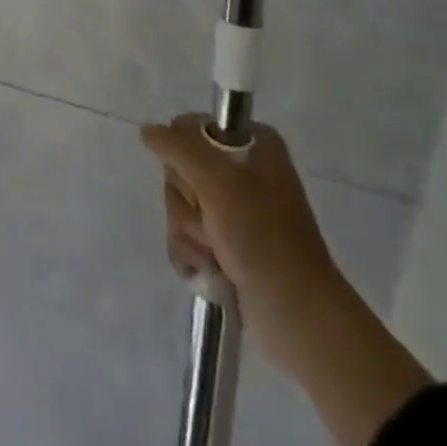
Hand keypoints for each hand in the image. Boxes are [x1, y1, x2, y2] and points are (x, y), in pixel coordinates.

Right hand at [142, 114, 431, 445]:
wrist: (299, 317)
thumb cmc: (263, 238)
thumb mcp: (218, 181)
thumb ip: (178, 147)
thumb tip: (147, 131)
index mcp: (252, 144)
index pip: (191, 127)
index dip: (186, 155)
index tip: (201, 181)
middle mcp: (244, 170)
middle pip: (181, 169)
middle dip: (187, 202)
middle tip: (212, 222)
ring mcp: (235, 210)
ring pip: (181, 204)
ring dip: (190, 233)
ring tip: (217, 254)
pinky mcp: (228, 244)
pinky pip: (187, 235)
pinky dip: (191, 253)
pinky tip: (210, 270)